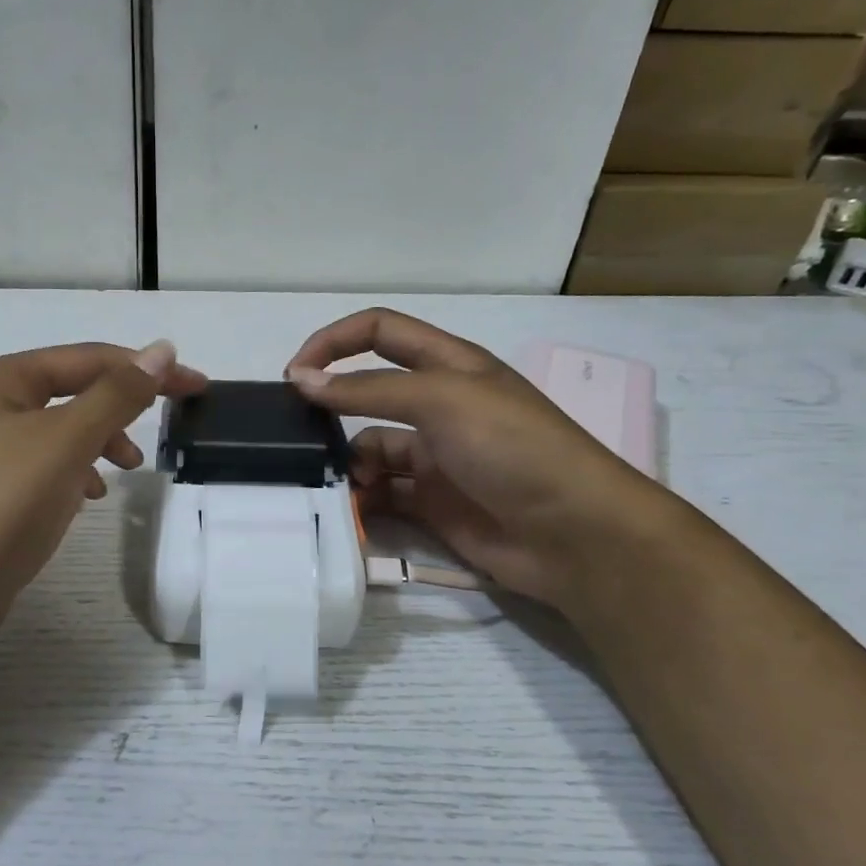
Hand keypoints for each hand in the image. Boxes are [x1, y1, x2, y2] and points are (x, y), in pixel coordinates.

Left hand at [0, 340, 206, 615]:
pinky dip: (79, 471)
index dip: (147, 369)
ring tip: (128, 468)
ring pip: (66, 430)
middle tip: (169, 425)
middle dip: (124, 406)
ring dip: (103, 439)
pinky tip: (90, 495)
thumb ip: (116, 395)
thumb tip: (162, 350)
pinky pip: (52, 464)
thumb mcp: (65, 442)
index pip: (91, 359)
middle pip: (77, 390)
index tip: (199, 386)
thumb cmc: (2, 505)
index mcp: (4, 379)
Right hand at [286, 309, 674, 605]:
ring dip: (348, 463)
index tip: (294, 375)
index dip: (333, 342)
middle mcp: (438, 405)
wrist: (572, 533)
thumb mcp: (441, 400)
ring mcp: (434, 456)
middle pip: (367, 393)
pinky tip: (356, 511)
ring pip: (369, 449)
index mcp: (448, 365)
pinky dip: (363, 500)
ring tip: (342, 484)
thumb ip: (367, 389)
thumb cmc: (512, 448)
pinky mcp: (430, 502)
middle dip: (331, 409)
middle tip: (297, 436)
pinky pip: (382, 493)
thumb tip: (301, 380)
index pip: (379, 332)